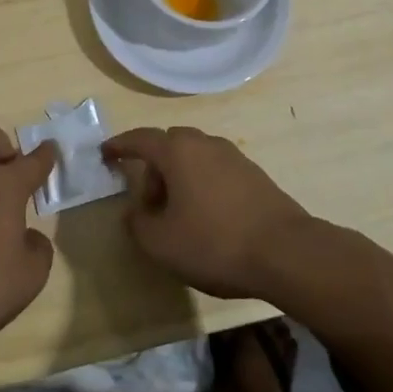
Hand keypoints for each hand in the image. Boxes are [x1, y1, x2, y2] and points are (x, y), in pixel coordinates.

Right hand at [102, 126, 311, 299]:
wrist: (287, 253)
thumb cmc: (215, 242)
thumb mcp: (162, 243)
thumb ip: (138, 224)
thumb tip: (135, 212)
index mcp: (177, 151)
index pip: (140, 138)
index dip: (119, 145)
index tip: (105, 152)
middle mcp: (205, 143)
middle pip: (169, 144)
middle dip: (154, 167)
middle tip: (148, 200)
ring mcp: (234, 157)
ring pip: (195, 156)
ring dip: (180, 177)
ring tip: (179, 213)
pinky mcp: (255, 175)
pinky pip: (217, 170)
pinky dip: (203, 184)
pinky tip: (208, 217)